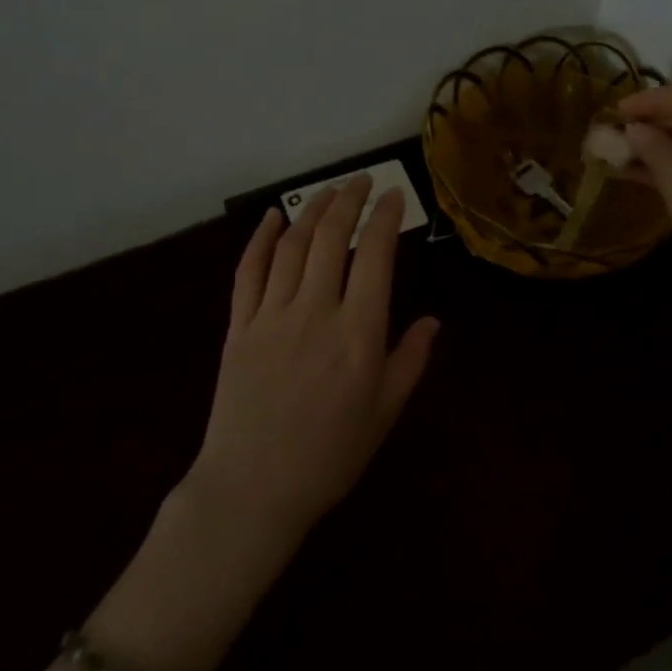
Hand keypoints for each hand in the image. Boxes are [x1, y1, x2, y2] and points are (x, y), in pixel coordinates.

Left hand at [185, 175, 439, 549]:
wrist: (253, 489)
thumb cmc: (329, 456)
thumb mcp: (384, 413)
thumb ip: (410, 361)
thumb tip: (432, 320)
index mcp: (358, 334)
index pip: (375, 256)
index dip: (386, 218)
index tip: (395, 196)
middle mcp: (316, 312)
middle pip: (332, 238)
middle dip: (350, 201)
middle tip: (362, 181)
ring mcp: (272, 316)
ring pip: (292, 246)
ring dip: (311, 210)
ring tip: (328, 191)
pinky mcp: (239, 326)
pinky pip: (248, 271)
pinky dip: (260, 238)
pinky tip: (272, 217)